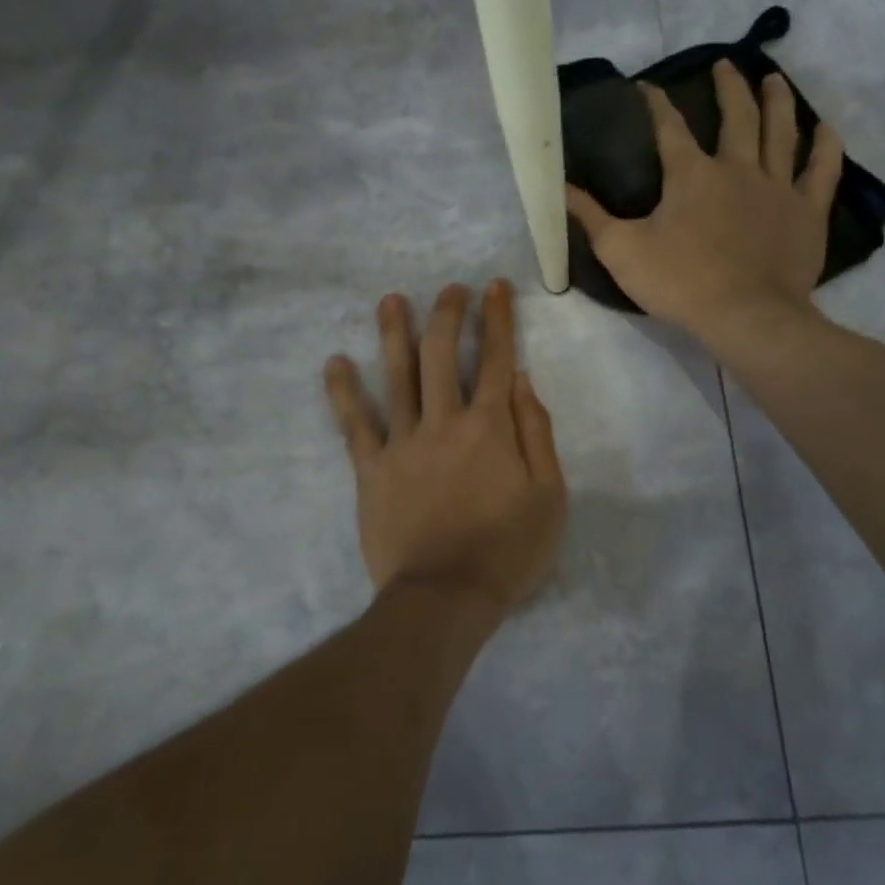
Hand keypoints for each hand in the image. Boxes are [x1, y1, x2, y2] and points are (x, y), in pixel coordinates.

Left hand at [323, 280, 566, 619]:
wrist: (446, 596)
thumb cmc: (508, 550)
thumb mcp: (549, 495)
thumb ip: (536, 432)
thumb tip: (522, 379)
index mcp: (490, 426)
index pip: (496, 359)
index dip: (497, 319)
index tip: (495, 288)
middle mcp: (444, 421)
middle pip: (441, 354)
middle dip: (448, 314)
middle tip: (450, 289)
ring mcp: (402, 442)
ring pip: (397, 376)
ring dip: (394, 333)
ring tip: (391, 300)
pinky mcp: (371, 468)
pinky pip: (354, 423)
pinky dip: (343, 392)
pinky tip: (335, 362)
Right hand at [566, 60, 843, 344]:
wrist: (745, 316)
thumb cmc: (680, 282)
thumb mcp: (620, 251)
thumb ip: (590, 216)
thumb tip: (558, 186)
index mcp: (691, 175)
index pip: (669, 127)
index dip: (656, 103)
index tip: (646, 85)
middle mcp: (737, 168)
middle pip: (737, 116)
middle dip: (728, 87)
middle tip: (725, 64)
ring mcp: (777, 187)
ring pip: (781, 132)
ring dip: (777, 101)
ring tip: (773, 78)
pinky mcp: (807, 211)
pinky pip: (822, 170)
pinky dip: (825, 146)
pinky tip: (825, 128)